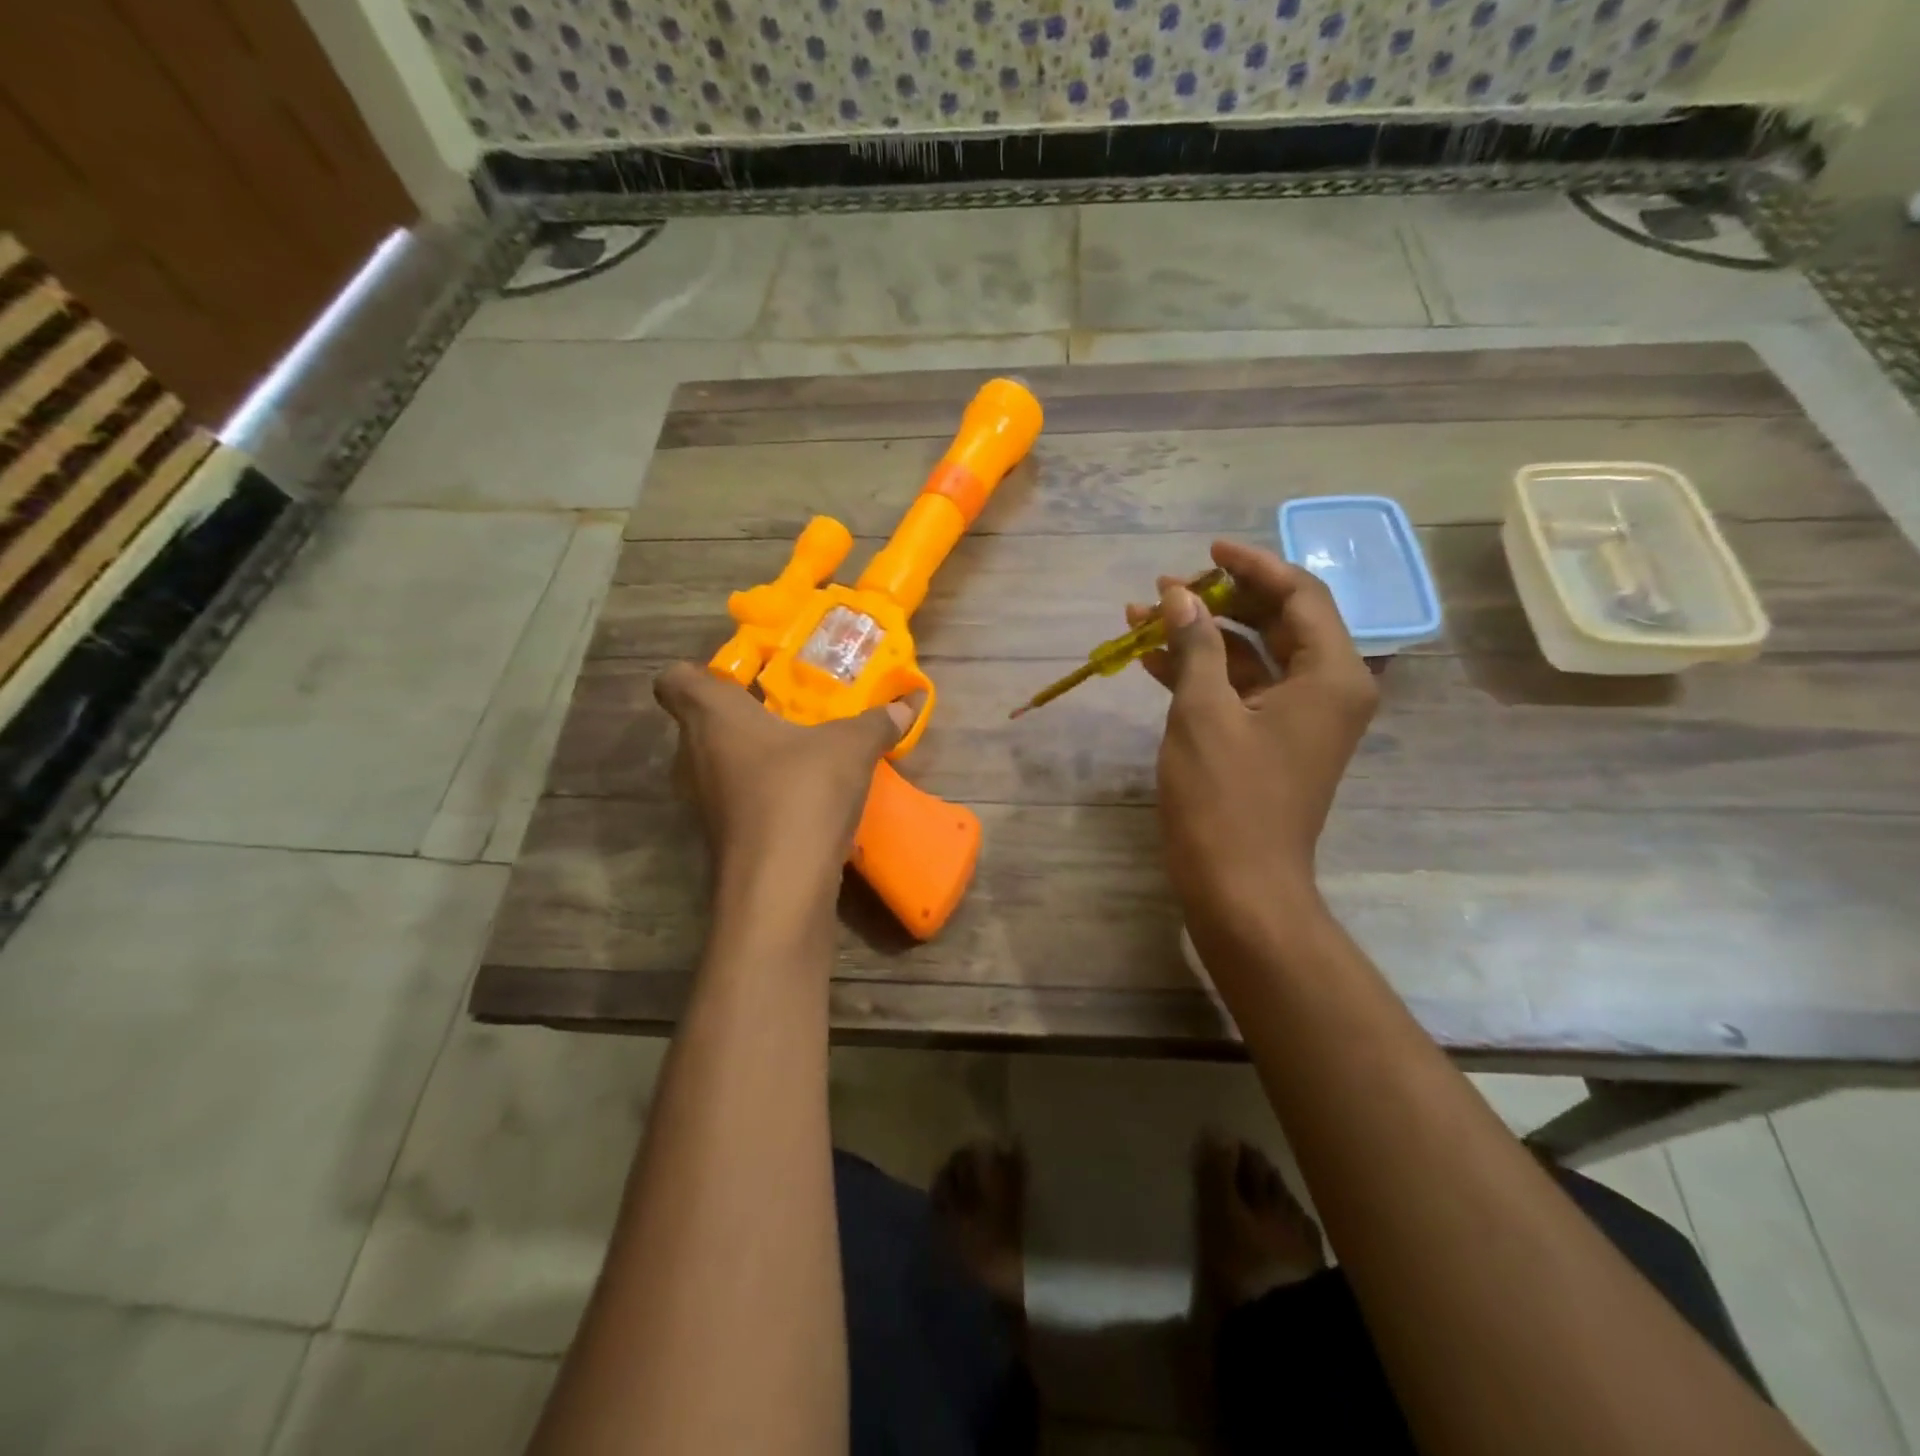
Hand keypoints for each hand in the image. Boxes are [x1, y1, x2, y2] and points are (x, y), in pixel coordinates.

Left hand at [653, 663, 913, 892]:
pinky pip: (738, 799)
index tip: (742, 676)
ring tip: (803, 753)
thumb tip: (907, 702)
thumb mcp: (851, 747)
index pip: (674, 680)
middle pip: (702, 722)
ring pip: (721, 764)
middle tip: (787, 710)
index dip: (700, 671)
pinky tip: (806, 798)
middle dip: (742, 714)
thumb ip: (876, 721)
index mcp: (712, 717)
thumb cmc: (802, 792)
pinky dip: (763, 794)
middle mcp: (694, 755)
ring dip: (755, 757)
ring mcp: (703, 801)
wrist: (781, 886)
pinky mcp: (720, 838)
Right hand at [1128, 541, 1377, 962]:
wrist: (1239, 887)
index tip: (1207, 550)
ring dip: (1201, 635)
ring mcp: (1297, 718)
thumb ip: (1196, 644)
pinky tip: (1150, 656)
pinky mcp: (1269, 741)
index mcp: (1331, 675)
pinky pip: (1239, 690)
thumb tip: (1179, 594)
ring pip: (1251, 656)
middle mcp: (1326, 689)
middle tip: (1166, 586)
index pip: (1299, 595)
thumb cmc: (1226, 798)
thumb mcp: (1203, 711)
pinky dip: (1201, 672)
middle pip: (1277, 622)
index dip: (1252, 566)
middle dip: (1219, 600)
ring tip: (1143, 613)